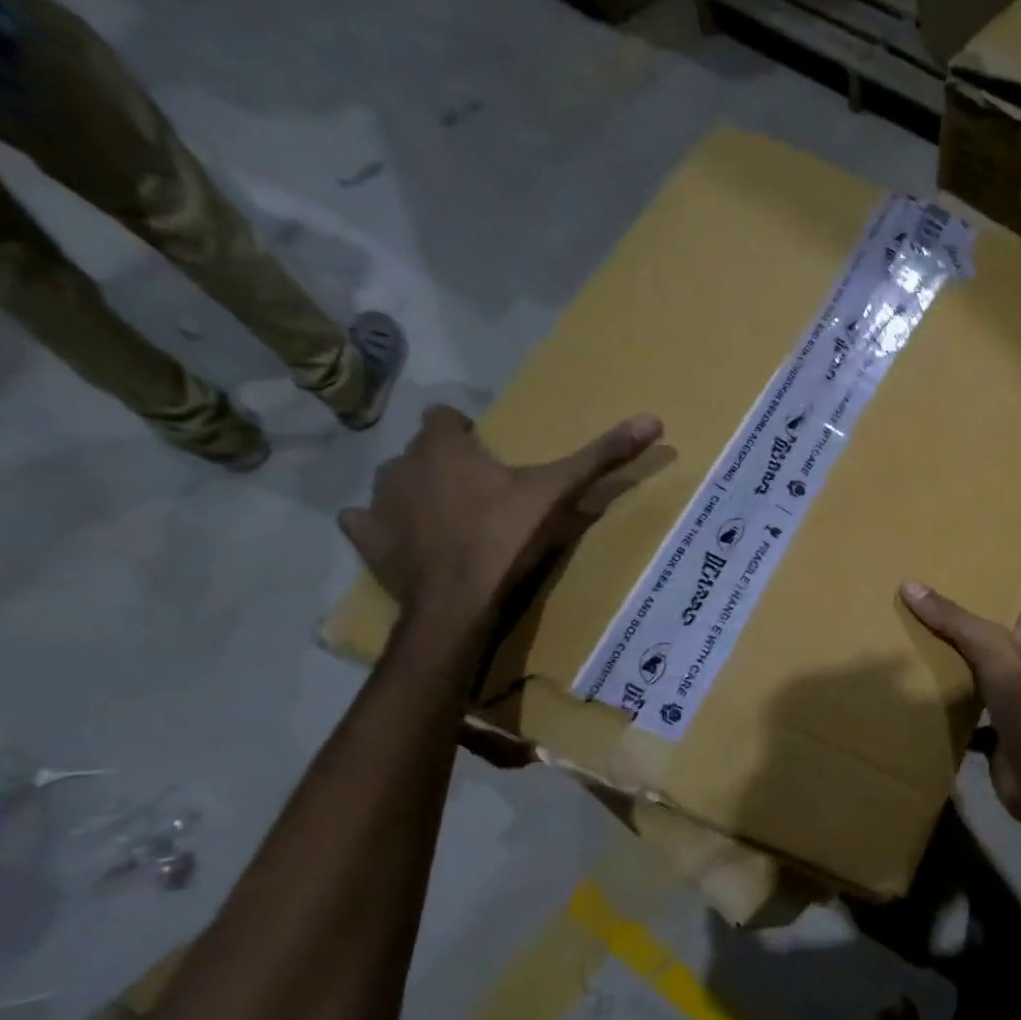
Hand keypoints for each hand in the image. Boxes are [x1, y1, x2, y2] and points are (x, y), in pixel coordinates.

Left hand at [340, 405, 662, 632]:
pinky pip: (367, 520)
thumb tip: (654, 419)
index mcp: (444, 446)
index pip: (445, 416)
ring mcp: (378, 503)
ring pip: (395, 482)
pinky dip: (385, 525)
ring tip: (453, 517)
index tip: (493, 457)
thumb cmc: (508, 538)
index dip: (467, 433)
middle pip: (422, 450)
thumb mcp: (560, 493)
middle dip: (445, 463)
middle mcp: (401, 464)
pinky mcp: (367, 539)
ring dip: (417, 491)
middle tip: (484, 492)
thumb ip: (602, 456)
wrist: (459, 603)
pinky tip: (411, 539)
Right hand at [900, 578, 1020, 823]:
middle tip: (943, 582)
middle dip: (978, 608)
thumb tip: (909, 584)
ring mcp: (1005, 696)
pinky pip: (959, 707)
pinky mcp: (989, 725)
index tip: (1019, 545)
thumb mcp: (991, 650)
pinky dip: (940, 701)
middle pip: (1000, 628)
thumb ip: (955, 620)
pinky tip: (914, 691)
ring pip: (976, 666)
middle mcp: (1018, 663)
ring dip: (953, 654)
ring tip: (916, 630)